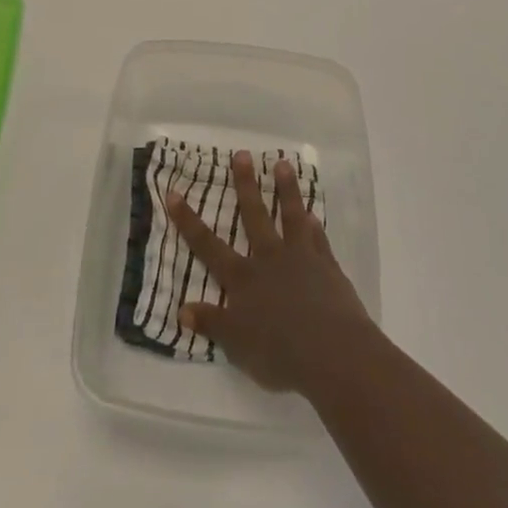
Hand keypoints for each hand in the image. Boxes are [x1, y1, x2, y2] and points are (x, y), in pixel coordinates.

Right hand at [164, 151, 374, 394]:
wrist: (333, 352)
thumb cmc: (279, 352)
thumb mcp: (236, 344)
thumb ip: (212, 323)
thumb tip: (183, 310)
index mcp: (243, 278)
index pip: (208, 245)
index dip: (189, 220)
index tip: (174, 193)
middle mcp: (269, 259)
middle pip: (254, 215)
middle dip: (245, 185)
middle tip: (242, 155)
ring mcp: (302, 259)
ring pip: (291, 217)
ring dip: (287, 190)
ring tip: (282, 165)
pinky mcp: (328, 268)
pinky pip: (319, 240)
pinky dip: (314, 227)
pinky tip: (313, 216)